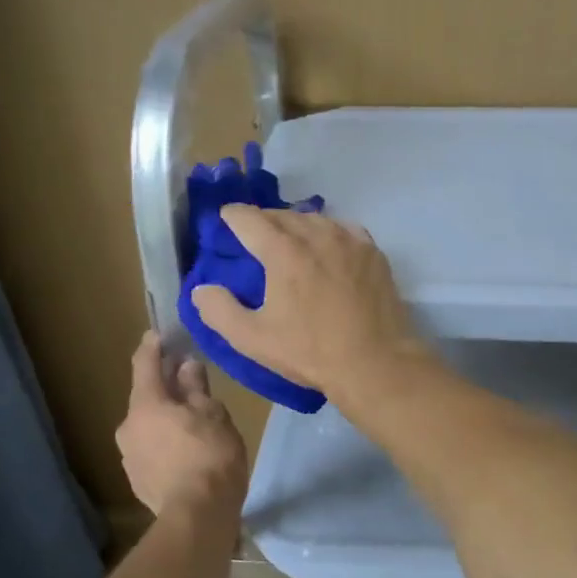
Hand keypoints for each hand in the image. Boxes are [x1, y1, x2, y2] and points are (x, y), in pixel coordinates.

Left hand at [115, 332, 247, 515]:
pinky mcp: (137, 481)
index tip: (160, 333)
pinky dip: (166, 443)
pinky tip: (187, 452)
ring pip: (148, 426)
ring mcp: (129, 457)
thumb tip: (186, 366)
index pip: (144, 363)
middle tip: (190, 382)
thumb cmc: (210, 456)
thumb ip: (196, 387)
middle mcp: (128, 427)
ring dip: (166, 418)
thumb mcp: (213, 414)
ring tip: (193, 422)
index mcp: (145, 405)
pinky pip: (151, 451)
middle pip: (146, 398)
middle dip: (166, 387)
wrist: (197, 517)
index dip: (153, 346)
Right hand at [191, 205, 428, 396]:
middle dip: (263, 220)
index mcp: (283, 251)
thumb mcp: (253, 339)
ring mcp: (350, 241)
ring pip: (315, 219)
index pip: (249, 218)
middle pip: (282, 215)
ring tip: (289, 240)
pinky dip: (329, 232)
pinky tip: (328, 247)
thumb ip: (219, 310)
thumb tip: (201, 288)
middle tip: (254, 235)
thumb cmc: (310, 352)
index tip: (225, 220)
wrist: (375, 363)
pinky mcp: (373, 253)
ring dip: (296, 225)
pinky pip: (344, 229)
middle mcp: (316, 235)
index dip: (232, 216)